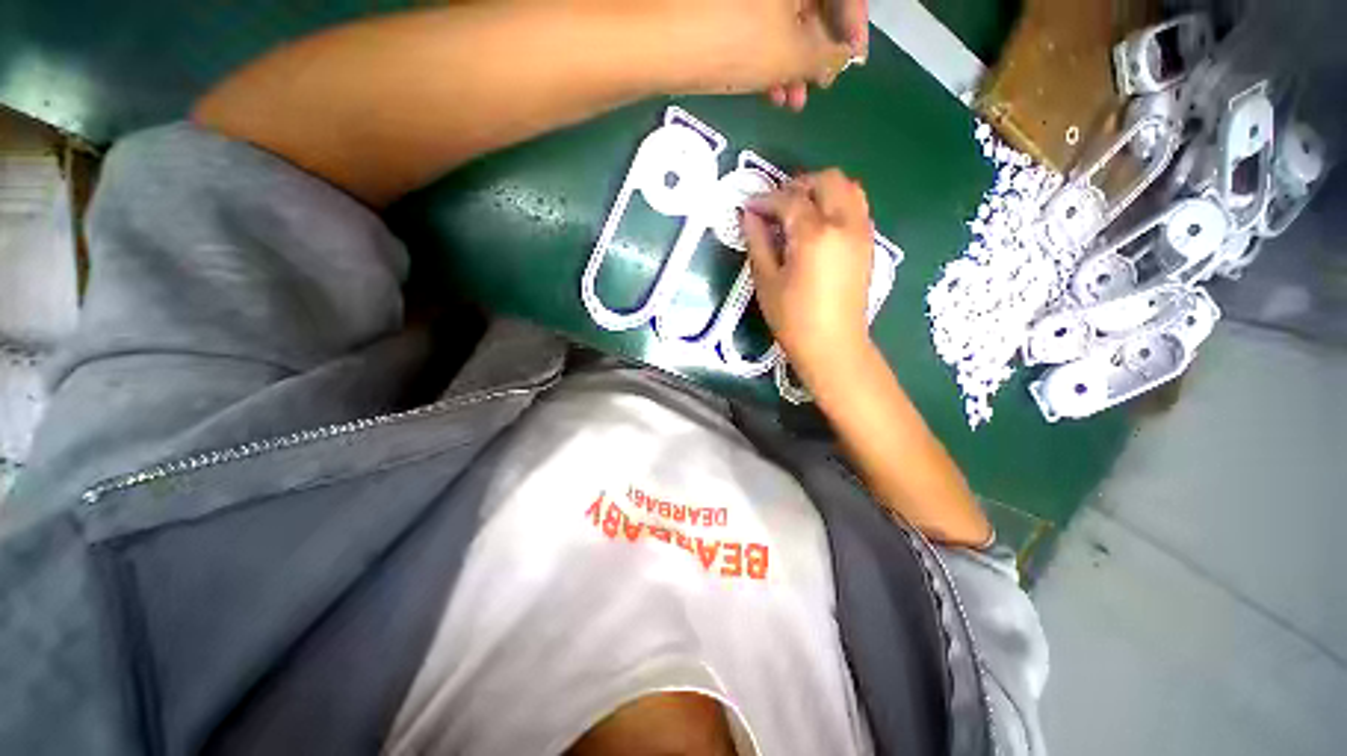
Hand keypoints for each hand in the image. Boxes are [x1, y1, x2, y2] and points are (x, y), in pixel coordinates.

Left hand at [671, 0, 868, 110]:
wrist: (657, 40)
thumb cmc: (734, 40)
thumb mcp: (790, 54)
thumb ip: (825, 56)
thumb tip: (840, 58)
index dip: (853, 25)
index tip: (853, 61)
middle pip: (808, 4)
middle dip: (816, 51)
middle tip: (816, 89)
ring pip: (780, 19)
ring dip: (789, 62)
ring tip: (789, 101)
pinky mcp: (719, 7)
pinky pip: (754, 26)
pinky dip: (764, 57)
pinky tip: (766, 90)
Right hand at [743, 169, 876, 379]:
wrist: (833, 346)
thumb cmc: (793, 319)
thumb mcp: (767, 281)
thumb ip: (758, 242)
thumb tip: (749, 216)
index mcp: (815, 234)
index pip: (789, 199)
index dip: (765, 200)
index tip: (749, 208)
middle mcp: (845, 224)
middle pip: (827, 180)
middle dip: (798, 185)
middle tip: (776, 205)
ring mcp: (862, 233)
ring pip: (848, 188)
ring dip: (821, 191)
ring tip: (798, 211)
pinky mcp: (868, 244)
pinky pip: (856, 207)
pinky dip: (836, 204)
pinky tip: (817, 227)